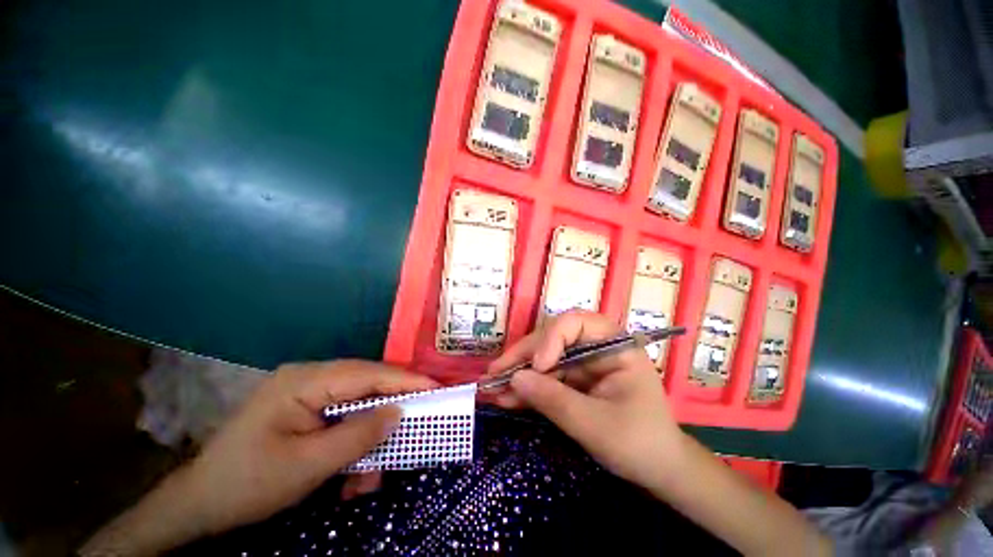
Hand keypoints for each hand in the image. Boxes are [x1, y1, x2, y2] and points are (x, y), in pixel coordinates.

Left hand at [81, 360, 435, 555]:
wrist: (200, 505)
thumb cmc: (248, 483)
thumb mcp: (308, 465)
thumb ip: (359, 435)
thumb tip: (400, 412)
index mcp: (306, 381)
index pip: (369, 373)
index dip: (406, 380)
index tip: (437, 388)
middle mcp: (310, 378)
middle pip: (367, 386)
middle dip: (389, 413)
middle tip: (414, 432)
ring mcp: (307, 393)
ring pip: (357, 406)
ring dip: (369, 439)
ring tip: (366, 478)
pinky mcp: (306, 409)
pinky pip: (343, 419)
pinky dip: (353, 444)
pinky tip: (349, 476)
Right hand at [484, 310, 686, 488]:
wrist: (658, 472)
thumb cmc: (640, 445)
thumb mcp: (596, 426)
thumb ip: (555, 400)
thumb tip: (515, 379)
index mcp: (614, 346)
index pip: (576, 323)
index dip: (551, 339)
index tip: (538, 367)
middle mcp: (595, 347)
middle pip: (552, 339)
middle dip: (524, 357)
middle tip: (495, 374)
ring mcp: (583, 363)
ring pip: (544, 357)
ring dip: (519, 373)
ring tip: (492, 387)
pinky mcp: (573, 380)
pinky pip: (545, 377)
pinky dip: (526, 388)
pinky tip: (506, 396)